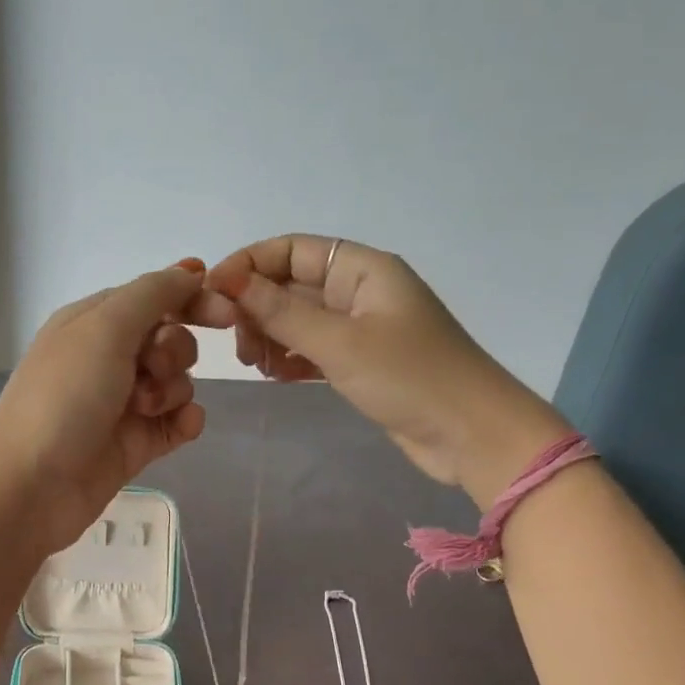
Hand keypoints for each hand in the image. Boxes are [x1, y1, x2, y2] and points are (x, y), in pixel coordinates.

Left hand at [0, 262, 206, 553]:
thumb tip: (191, 270)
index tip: (225, 315)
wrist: (31, 486)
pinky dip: (184, 421)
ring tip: (144, 410)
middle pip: (170, 340)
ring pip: (177, 382)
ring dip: (173, 390)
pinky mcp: (135, 444)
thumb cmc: (64, 397)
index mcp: (93, 322)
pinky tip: (180, 428)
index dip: (191, 300)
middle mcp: (108, 359)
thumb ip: (153, 294)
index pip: (154, 297)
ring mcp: (122, 404)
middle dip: (174, 352)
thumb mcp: (105, 328)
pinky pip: (178, 422)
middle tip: (150, 370)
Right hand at [190, 237, 566, 498]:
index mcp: (362, 269)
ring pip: (298, 320)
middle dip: (256, 307)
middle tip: (236, 343)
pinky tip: (274, 375)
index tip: (213, 294)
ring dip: (269, 335)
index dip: (249, 265)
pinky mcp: (360, 363)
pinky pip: (311, 349)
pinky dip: (288, 358)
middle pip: (291, 284)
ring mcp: (360, 329)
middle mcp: (359, 291)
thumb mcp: (340, 343)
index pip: (292, 249)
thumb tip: (229, 281)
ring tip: (253, 364)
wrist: (471, 435)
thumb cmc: (409, 378)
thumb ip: (282, 312)